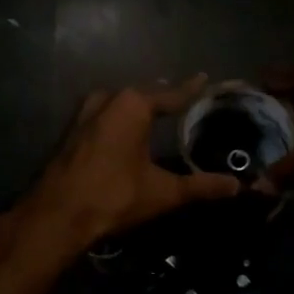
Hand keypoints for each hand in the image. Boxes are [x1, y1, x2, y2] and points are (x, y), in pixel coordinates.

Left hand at [5, 77, 239, 258]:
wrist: (56, 215)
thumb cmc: (114, 196)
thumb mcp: (163, 192)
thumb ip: (201, 186)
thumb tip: (236, 186)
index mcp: (133, 105)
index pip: (170, 94)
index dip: (190, 89)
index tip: (204, 78)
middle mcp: (108, 99)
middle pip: (142, 94)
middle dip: (161, 95)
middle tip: (181, 98)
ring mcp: (84, 114)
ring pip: (118, 102)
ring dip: (136, 105)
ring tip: (154, 110)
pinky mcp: (71, 131)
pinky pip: (103, 115)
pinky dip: (117, 118)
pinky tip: (124, 131)